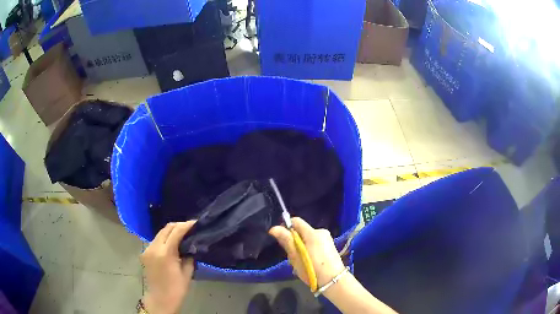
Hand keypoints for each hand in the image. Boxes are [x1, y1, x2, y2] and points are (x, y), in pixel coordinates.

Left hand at [141, 221, 195, 313]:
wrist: (160, 299)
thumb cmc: (176, 289)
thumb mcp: (187, 273)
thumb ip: (189, 256)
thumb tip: (191, 246)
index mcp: (165, 253)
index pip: (176, 232)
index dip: (186, 225)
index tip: (196, 223)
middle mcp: (153, 248)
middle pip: (166, 228)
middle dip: (178, 225)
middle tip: (190, 227)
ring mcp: (147, 250)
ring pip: (160, 233)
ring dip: (171, 231)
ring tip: (182, 234)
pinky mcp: (145, 253)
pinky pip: (156, 241)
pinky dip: (165, 239)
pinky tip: (172, 243)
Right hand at [269, 217, 344, 287]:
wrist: (333, 281)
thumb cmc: (312, 269)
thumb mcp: (296, 256)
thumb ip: (286, 240)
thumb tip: (274, 228)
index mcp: (313, 233)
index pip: (296, 221)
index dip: (286, 227)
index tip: (281, 238)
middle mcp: (321, 232)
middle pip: (302, 231)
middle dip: (293, 240)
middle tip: (291, 256)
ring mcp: (327, 239)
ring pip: (307, 238)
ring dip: (301, 246)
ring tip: (300, 261)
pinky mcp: (330, 246)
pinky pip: (314, 243)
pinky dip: (309, 249)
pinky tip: (309, 262)